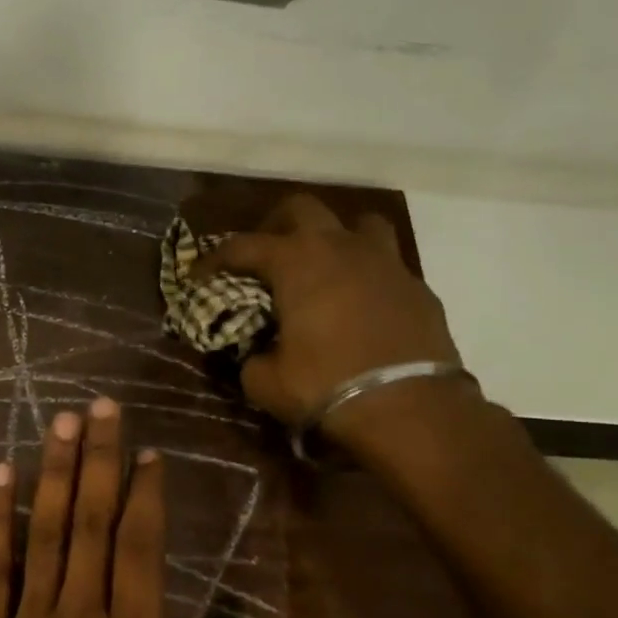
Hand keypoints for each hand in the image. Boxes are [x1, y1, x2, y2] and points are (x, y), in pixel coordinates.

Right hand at [195, 194, 462, 428]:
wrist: (410, 410)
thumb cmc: (326, 386)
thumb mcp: (266, 382)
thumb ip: (251, 359)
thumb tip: (253, 355)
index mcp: (296, 262)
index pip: (242, 245)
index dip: (214, 258)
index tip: (198, 275)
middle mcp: (340, 247)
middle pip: (301, 208)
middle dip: (275, 225)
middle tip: (264, 256)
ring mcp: (385, 262)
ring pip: (358, 223)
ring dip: (335, 237)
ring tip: (323, 267)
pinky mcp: (418, 287)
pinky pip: (387, 265)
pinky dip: (367, 275)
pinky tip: (361, 305)